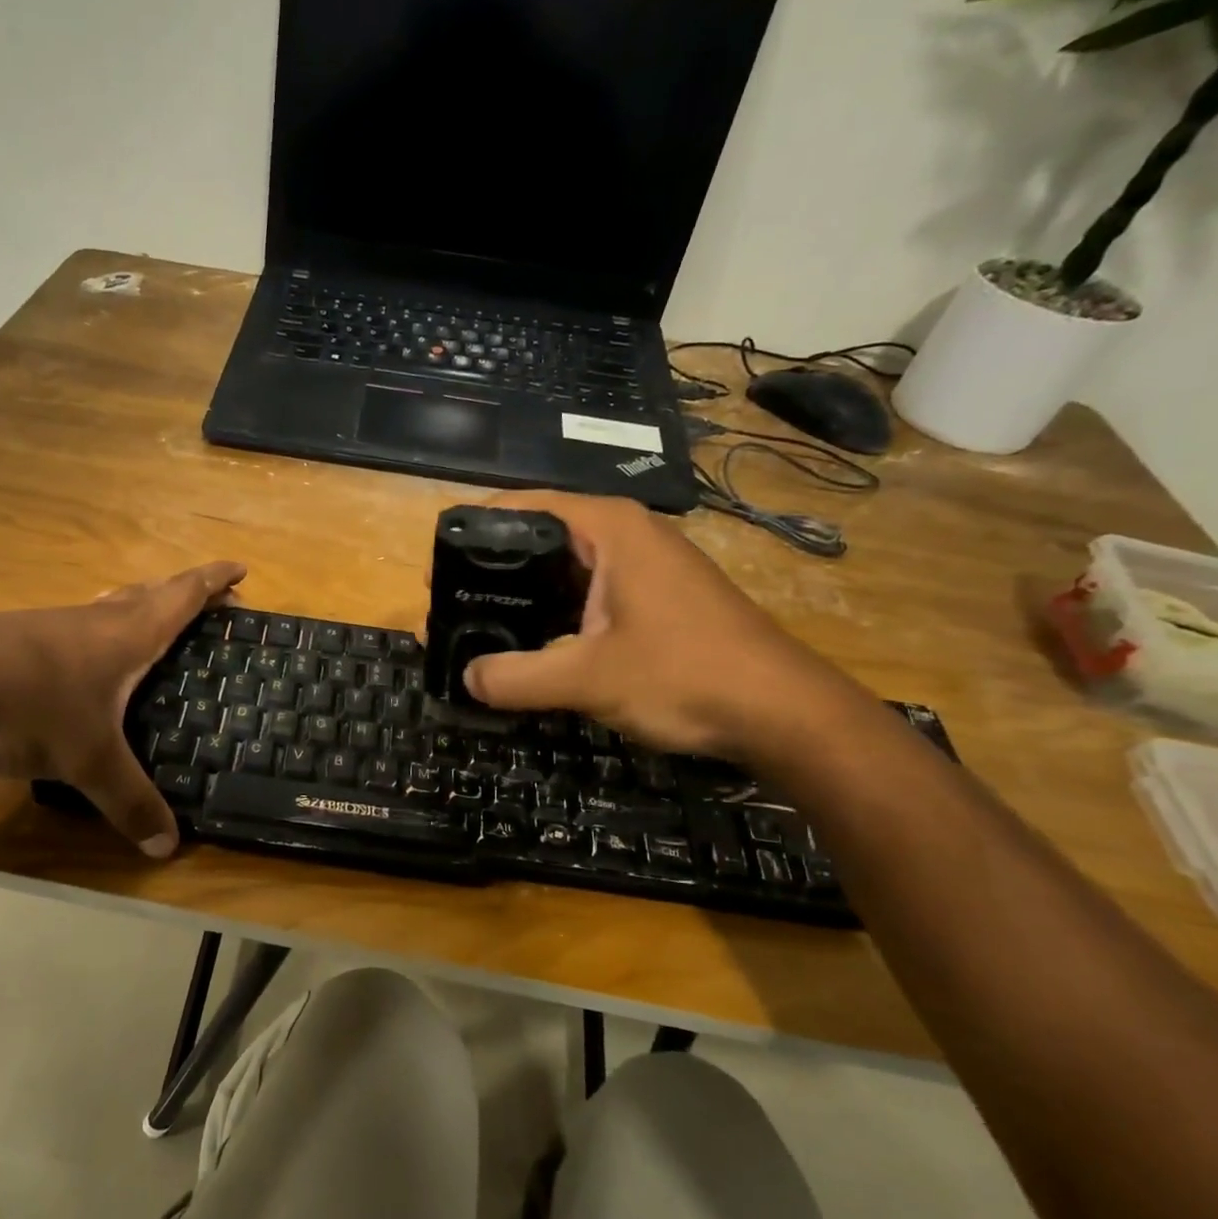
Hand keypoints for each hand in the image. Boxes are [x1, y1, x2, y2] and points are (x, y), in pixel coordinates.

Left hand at [0, 560, 245, 855]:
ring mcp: (49, 628)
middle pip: (149, 594)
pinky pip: (77, 630)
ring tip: (156, 627)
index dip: (214, 581)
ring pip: (109, 608)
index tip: (242, 569)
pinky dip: (100, 634)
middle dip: (185, 594)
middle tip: (214, 603)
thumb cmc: (24, 706)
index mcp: (124, 636)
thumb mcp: (86, 761)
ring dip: (140, 608)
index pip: (181, 597)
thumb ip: (129, 802)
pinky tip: (87, 664)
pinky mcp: (15, 643)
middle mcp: (92, 622)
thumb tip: (168, 849)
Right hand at [461, 492, 859, 758]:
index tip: (434, 570)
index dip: (473, 534)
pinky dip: (552, 616)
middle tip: (448, 607)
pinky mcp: (652, 600)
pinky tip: (528, 647)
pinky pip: (585, 596)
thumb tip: (466, 677)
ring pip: (562, 571)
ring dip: (520, 598)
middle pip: (538, 538)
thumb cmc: (685, 675)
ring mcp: (643, 568)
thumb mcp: (588, 679)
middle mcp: (626, 536)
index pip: (522, 506)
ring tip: (476, 628)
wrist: (782, 712)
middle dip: (490, 571)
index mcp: (610, 528)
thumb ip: (516, 677)